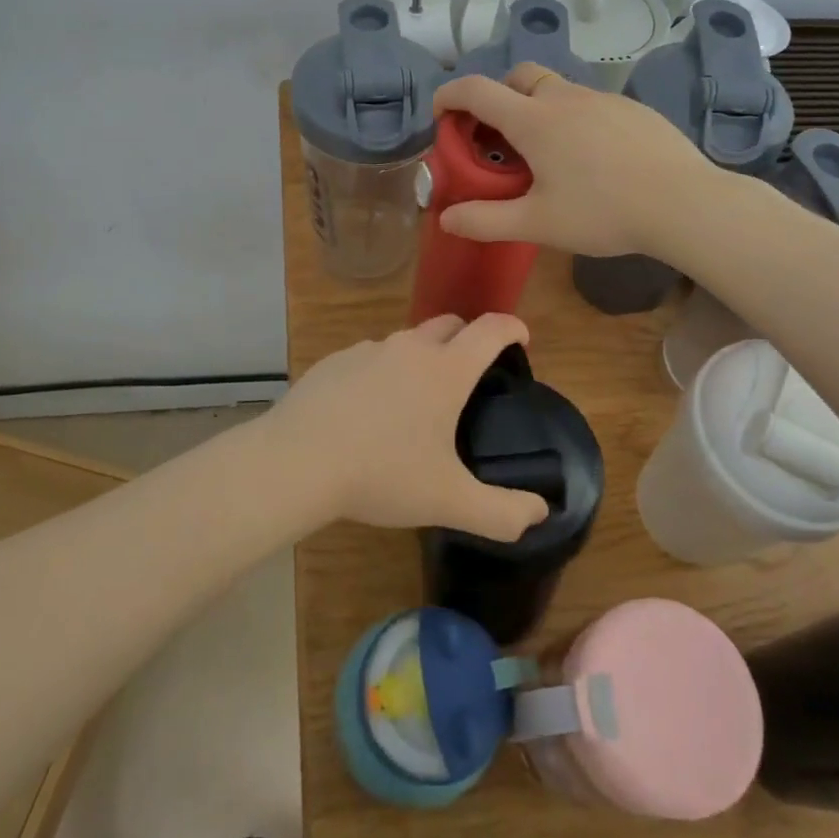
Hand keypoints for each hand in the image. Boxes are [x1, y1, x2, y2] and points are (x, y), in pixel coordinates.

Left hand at [274, 314, 550, 541]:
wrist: (298, 461)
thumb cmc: (382, 474)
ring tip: (416, 401)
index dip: (511, 327)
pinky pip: (369, 358)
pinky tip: (368, 411)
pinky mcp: (334, 361)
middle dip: (467, 337)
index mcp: (445, 370)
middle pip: (449, 324)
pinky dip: (381, 373)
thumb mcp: (448, 501)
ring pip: (406, 342)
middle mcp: (409, 348)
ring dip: (421, 358)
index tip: (521, 337)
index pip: (489, 330)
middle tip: (471, 372)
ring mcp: (367, 350)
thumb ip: (501, 512)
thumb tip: (540, 513)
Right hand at [432, 64, 712, 257]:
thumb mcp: (538, 224)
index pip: (477, 90)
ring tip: (545, 154)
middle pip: (519, 77)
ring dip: (537, 108)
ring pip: (557, 89)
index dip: (450, 96)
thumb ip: (486, 221)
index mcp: (534, 120)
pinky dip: (573, 118)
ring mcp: (603, 100)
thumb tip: (446, 220)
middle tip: (497, 137)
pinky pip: (590, 103)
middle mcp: (565, 98)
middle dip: (498, 96)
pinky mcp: (633, 110)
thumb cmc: (603, 212)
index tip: (440, 114)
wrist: (685, 203)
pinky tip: (591, 158)